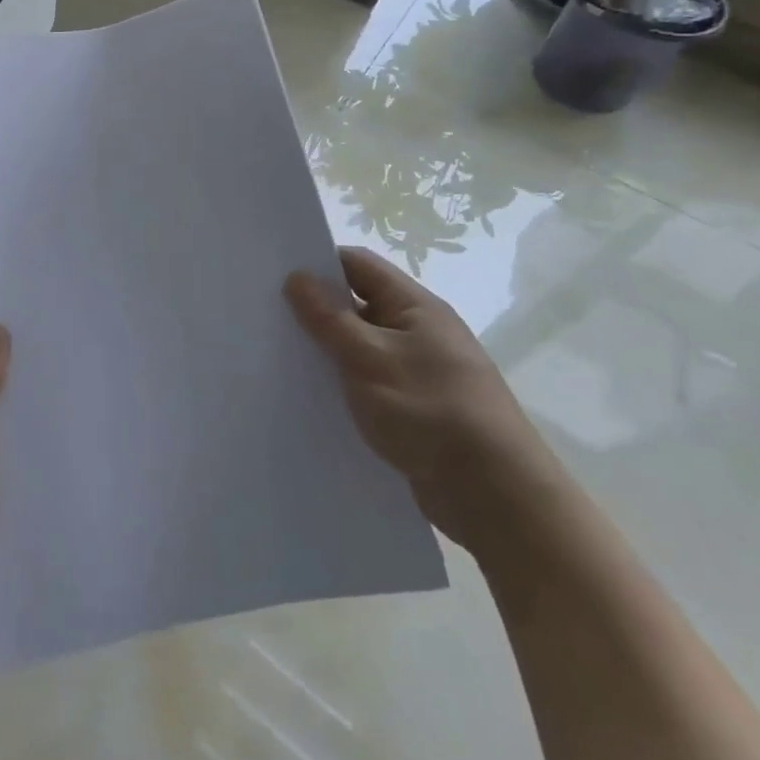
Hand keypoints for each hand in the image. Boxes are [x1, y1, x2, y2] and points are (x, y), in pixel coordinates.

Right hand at [285, 247, 561, 552]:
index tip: (273, 272)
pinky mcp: (413, 406)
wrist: (495, 496)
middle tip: (264, 312)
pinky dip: (340, 380)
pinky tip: (309, 392)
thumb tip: (296, 277)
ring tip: (276, 352)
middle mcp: (418, 331)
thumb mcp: (370, 357)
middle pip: (356, 303)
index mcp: (415, 306)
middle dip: (314, 307)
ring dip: (325, 347)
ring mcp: (417, 370)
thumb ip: (328, 317)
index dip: (317, 263)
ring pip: (358, 344)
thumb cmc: (431, 410)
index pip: (357, 265)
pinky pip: (366, 379)